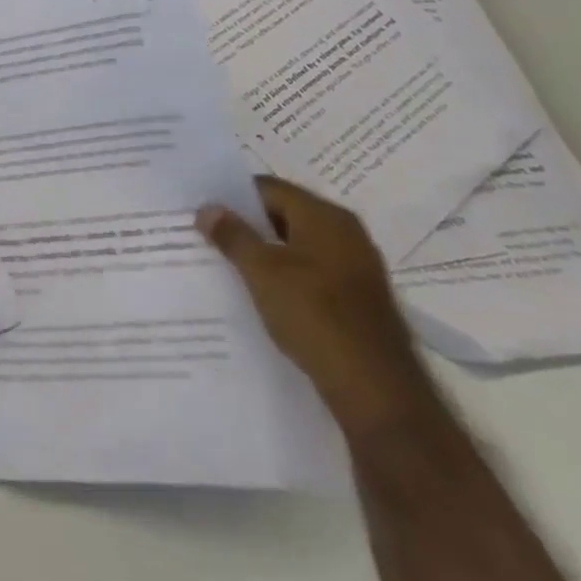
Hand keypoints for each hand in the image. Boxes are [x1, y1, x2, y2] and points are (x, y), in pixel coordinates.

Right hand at [198, 176, 435, 436]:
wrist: (377, 392)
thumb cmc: (315, 316)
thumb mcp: (261, 271)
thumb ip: (232, 235)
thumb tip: (207, 209)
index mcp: (325, 215)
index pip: (268, 188)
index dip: (233, 196)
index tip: (203, 210)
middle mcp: (346, 233)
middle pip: (284, 215)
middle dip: (248, 226)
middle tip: (209, 237)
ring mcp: (357, 269)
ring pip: (298, 248)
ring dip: (266, 255)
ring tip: (229, 268)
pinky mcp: (360, 302)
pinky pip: (313, 275)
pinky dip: (287, 279)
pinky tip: (264, 298)